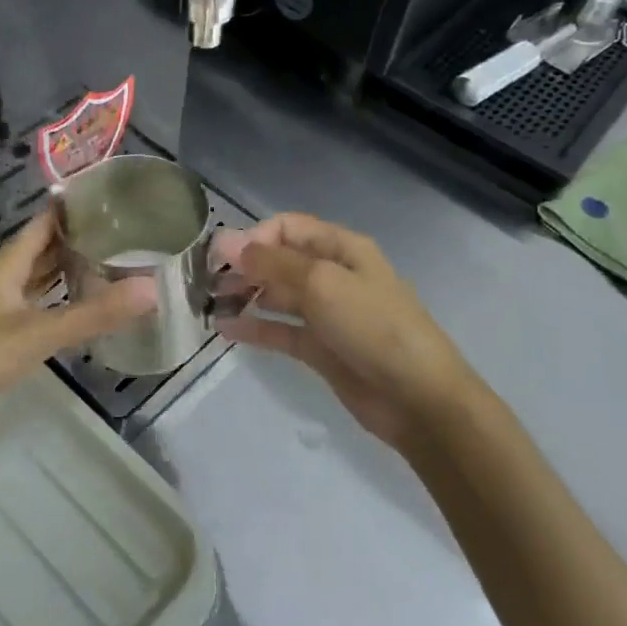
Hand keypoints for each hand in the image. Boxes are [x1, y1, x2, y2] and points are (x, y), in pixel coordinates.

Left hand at [0, 210, 155, 407]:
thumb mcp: (37, 334)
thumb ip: (94, 314)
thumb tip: (152, 289)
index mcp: (5, 265)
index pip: (44, 223)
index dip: (75, 207)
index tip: (116, 197)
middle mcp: (1, 280)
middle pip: (44, 249)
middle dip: (80, 239)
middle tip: (129, 232)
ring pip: (40, 280)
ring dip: (71, 271)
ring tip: (116, 263)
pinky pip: (37, 307)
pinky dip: (61, 302)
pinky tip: (86, 309)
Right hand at [215, 213, 482, 448]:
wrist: (418, 398)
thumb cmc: (373, 326)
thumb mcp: (323, 284)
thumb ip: (272, 263)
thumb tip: (227, 241)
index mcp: (341, 248)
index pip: (288, 227)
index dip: (254, 237)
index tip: (222, 258)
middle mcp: (333, 274)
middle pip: (280, 260)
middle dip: (244, 267)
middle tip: (208, 283)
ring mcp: (326, 313)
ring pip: (277, 295)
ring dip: (245, 296)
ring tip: (210, 305)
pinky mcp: (320, 348)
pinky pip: (280, 330)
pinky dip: (254, 328)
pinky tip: (225, 331)